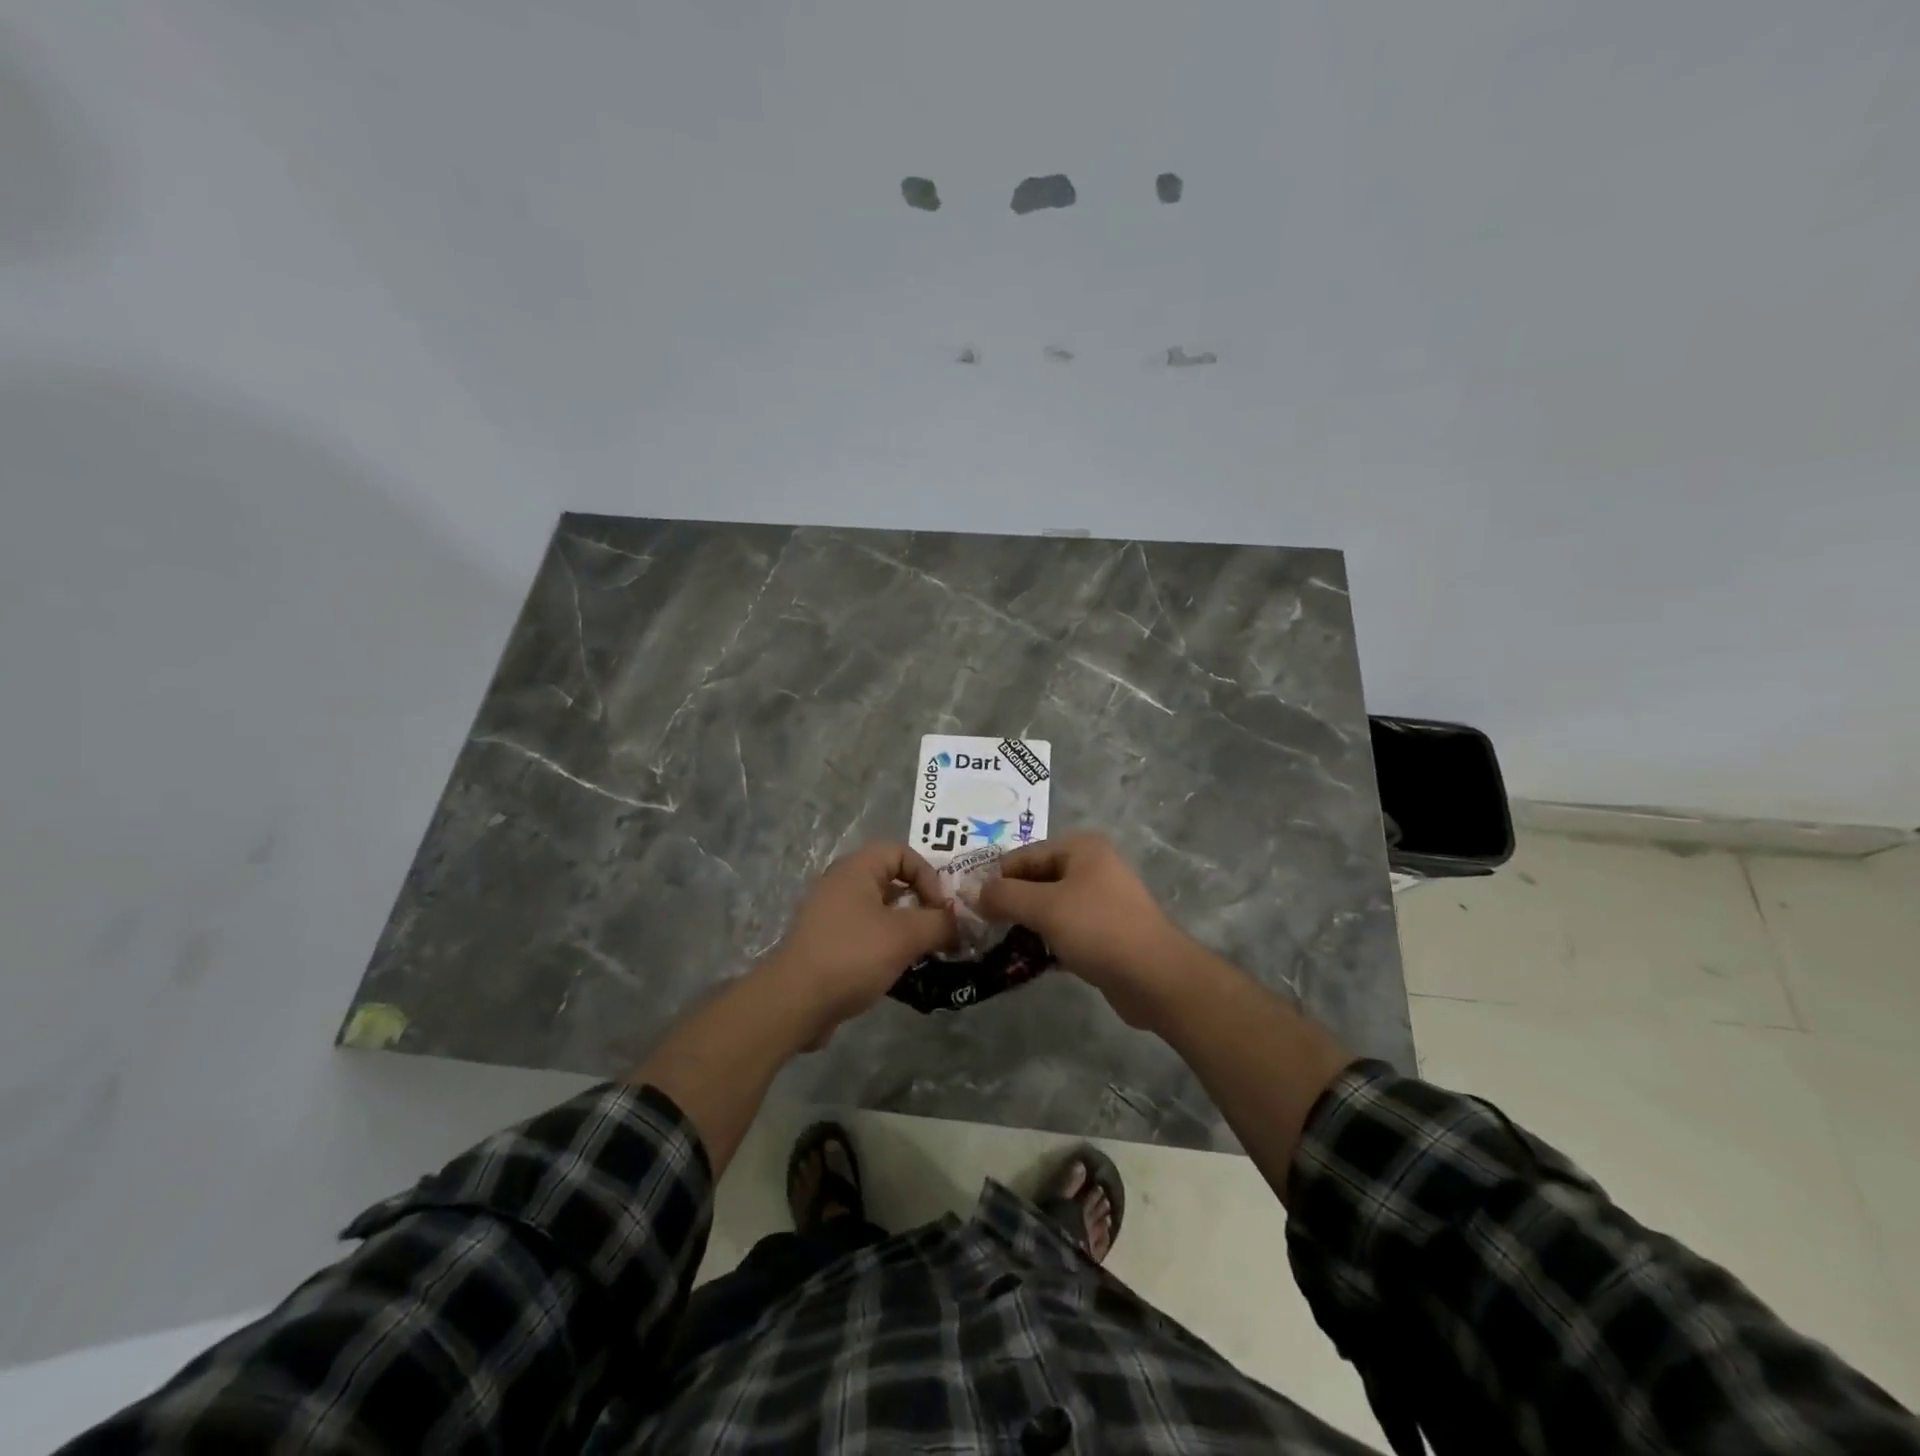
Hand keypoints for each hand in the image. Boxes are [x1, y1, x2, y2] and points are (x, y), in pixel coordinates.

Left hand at [764, 842, 956, 1043]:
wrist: (795, 1002)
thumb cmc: (853, 955)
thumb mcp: (906, 935)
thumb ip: (940, 923)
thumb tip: (960, 923)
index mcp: (856, 869)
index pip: (902, 852)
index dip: (928, 874)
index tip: (941, 907)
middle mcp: (841, 884)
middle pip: (892, 880)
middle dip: (921, 903)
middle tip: (940, 929)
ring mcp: (831, 914)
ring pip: (880, 910)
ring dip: (907, 927)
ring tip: (926, 952)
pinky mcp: (827, 943)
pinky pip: (866, 933)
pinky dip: (886, 945)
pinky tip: (900, 969)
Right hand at [975, 834, 1185, 1028]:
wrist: (1156, 978)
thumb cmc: (1099, 930)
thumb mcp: (1045, 908)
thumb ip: (1004, 896)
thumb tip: (972, 892)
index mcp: (1080, 849)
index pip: (1022, 856)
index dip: (993, 879)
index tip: (966, 906)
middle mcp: (1090, 868)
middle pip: (1034, 881)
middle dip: (1007, 904)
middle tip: (977, 928)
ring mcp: (1098, 902)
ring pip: (1047, 908)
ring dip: (1023, 926)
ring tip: (993, 946)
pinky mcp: (1101, 934)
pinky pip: (1062, 931)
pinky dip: (1042, 942)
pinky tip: (1021, 961)